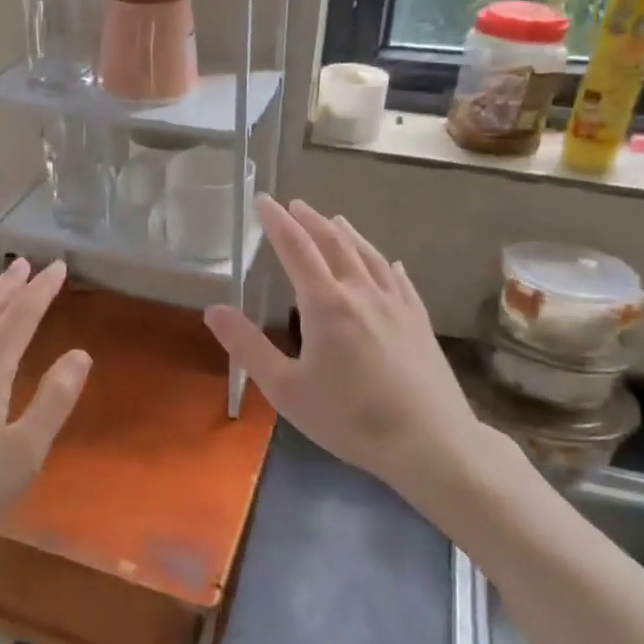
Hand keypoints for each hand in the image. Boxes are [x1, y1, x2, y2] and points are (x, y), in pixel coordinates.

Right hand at [205, 196, 497, 501]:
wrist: (430, 442)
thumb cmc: (349, 418)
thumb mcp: (286, 389)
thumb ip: (248, 346)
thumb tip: (213, 310)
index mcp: (326, 304)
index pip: (296, 249)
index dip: (277, 222)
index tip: (263, 201)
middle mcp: (361, 292)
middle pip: (334, 244)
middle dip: (311, 221)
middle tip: (295, 204)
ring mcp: (396, 304)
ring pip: (369, 256)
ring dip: (347, 234)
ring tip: (335, 220)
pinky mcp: (419, 321)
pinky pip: (400, 280)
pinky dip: (385, 263)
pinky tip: (388, 262)